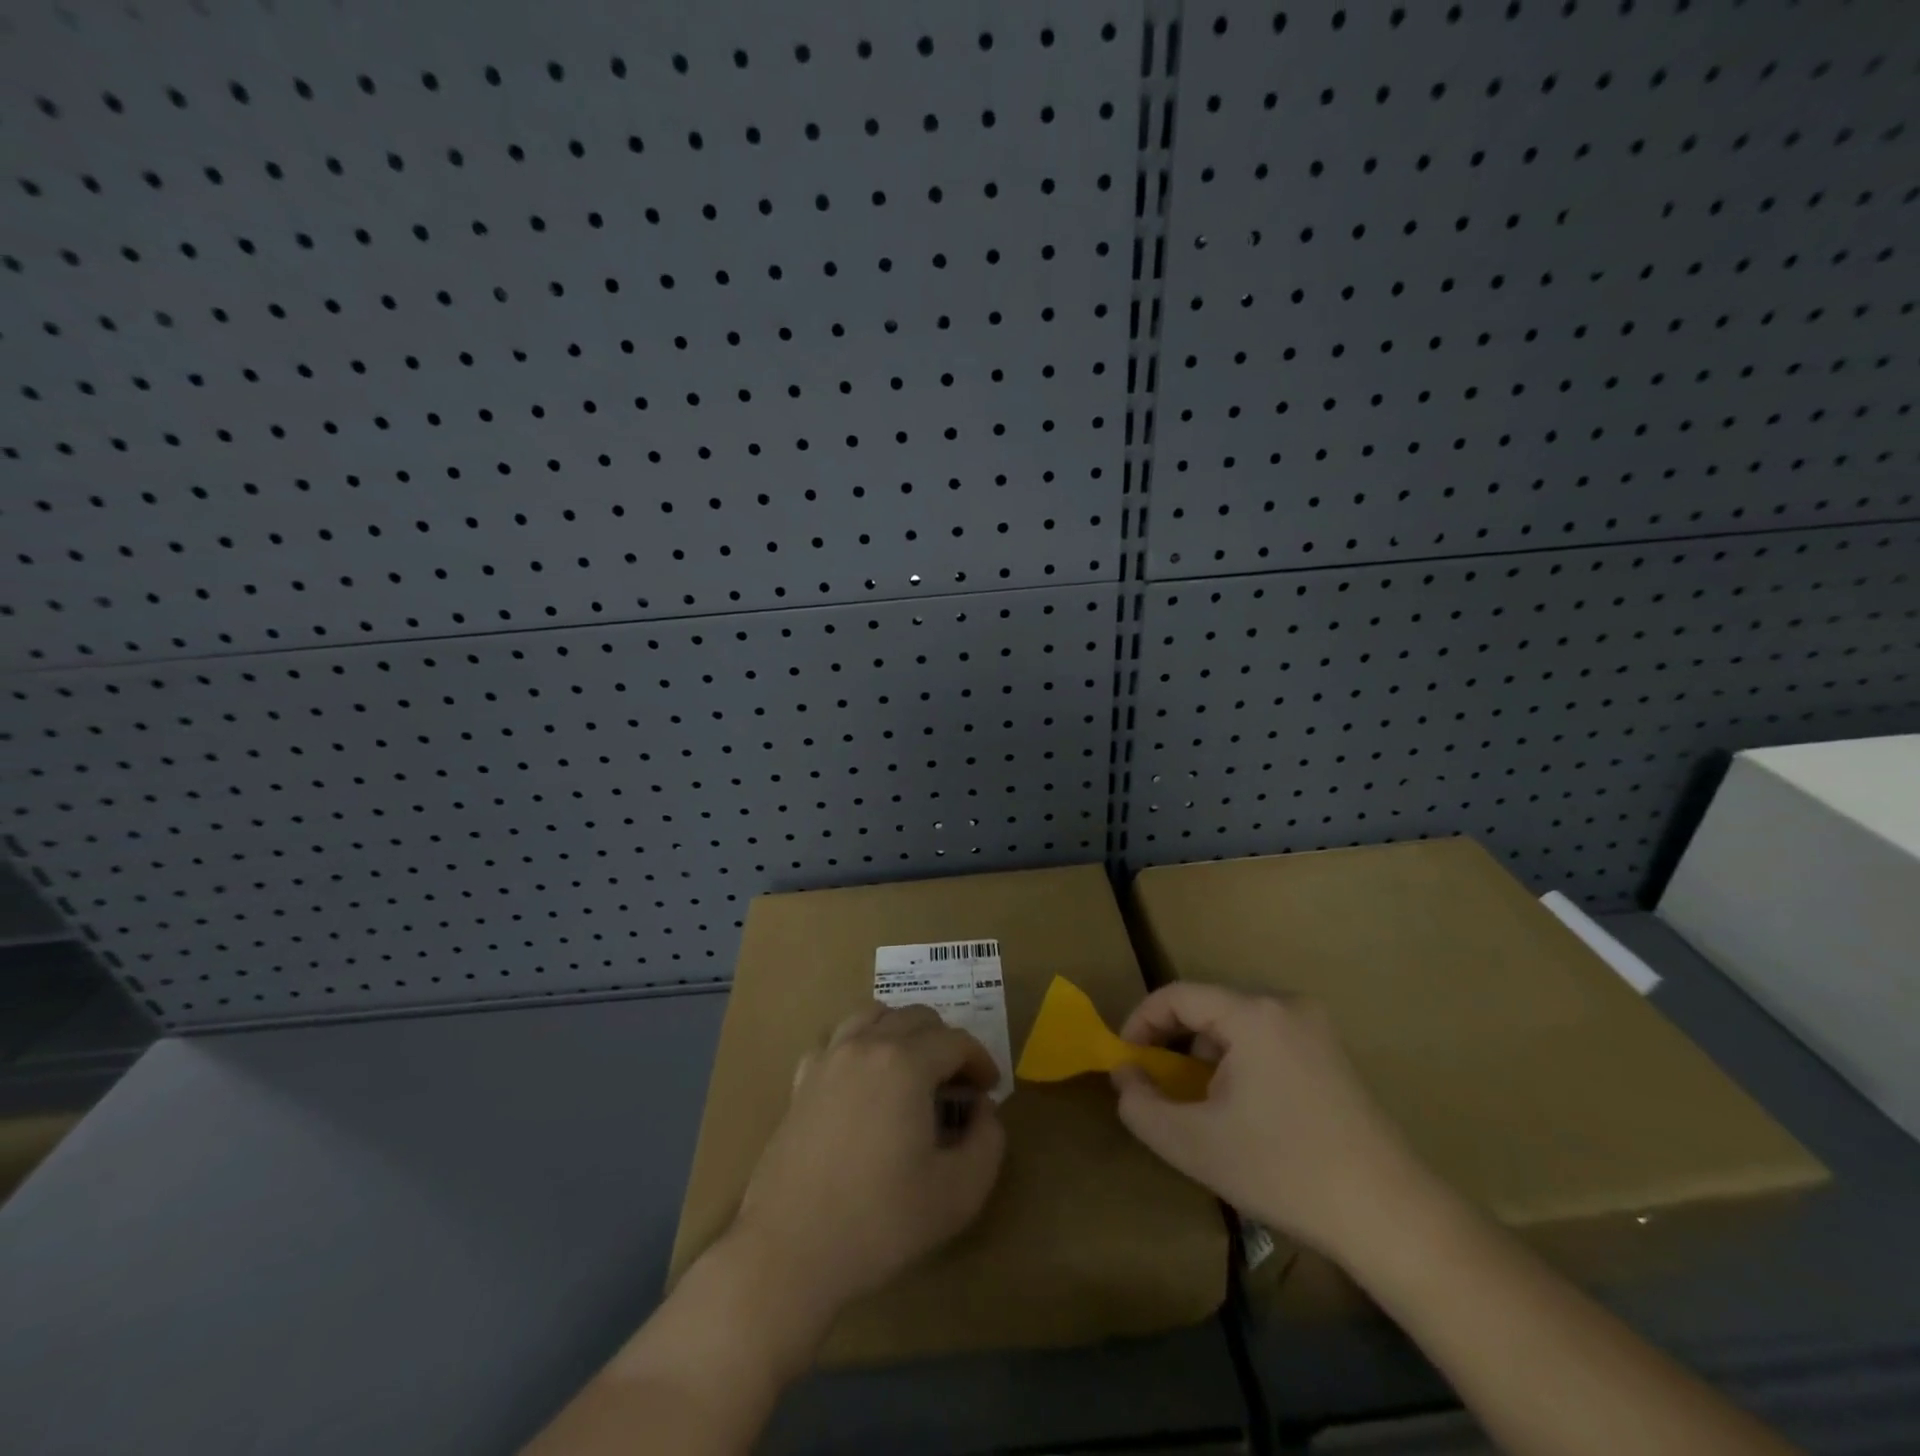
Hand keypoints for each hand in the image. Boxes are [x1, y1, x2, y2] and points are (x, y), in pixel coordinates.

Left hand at [732, 1003, 1005, 1324]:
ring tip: (913, 1071)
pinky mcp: (801, 1081)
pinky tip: (864, 1081)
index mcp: (906, 1064)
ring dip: (902, 1032)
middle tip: (957, 1084)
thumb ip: (988, 1141)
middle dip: (945, 1043)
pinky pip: (837, 1040)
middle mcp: (866, 1045)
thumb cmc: (880, 1222)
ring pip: (873, 1016)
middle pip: (916, 1018)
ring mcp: (829, 1059)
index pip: (955, 1041)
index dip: (980, 1060)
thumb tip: (982, 1109)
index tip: (989, 1090)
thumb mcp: (959, 1193)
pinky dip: (859, 1045)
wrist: (790, 1251)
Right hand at [1111, 983, 1425, 1261]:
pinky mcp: (1333, 1054)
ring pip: (1238, 1026)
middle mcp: (1285, 1005)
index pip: (1176, 996)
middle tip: (1159, 1085)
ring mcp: (1316, 1028)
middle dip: (1174, 1043)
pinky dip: (1241, 1063)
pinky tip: (1245, 1111)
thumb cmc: (1284, 1171)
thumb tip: (1124, 1075)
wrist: (1391, 1218)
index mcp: (1252, 1014)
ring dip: (1208, 1056)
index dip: (1140, 1023)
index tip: (1124, 1062)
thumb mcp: (1194, 1144)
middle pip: (1208, 1008)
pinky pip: (1267, 1041)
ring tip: (1202, 1105)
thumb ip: (1141, 1105)